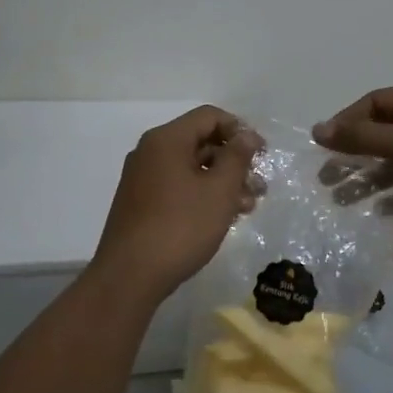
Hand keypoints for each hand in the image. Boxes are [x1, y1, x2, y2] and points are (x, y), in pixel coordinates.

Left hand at [91, 106, 262, 302]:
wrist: (130, 276)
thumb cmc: (181, 227)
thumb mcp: (220, 190)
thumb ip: (237, 157)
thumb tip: (247, 135)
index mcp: (166, 140)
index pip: (209, 116)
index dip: (240, 130)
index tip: (262, 154)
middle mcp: (150, 152)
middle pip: (201, 141)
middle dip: (234, 161)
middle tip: (259, 186)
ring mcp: (143, 179)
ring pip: (192, 168)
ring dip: (223, 182)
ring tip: (248, 207)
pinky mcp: (141, 204)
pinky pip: (179, 187)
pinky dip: (203, 195)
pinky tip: (223, 217)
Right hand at [312, 80, 392, 232]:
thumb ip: (362, 137)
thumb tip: (318, 130)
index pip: (376, 102)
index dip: (347, 122)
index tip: (324, 147)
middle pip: (387, 131)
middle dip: (357, 154)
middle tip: (329, 178)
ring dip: (374, 177)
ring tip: (346, 198)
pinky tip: (382, 211)